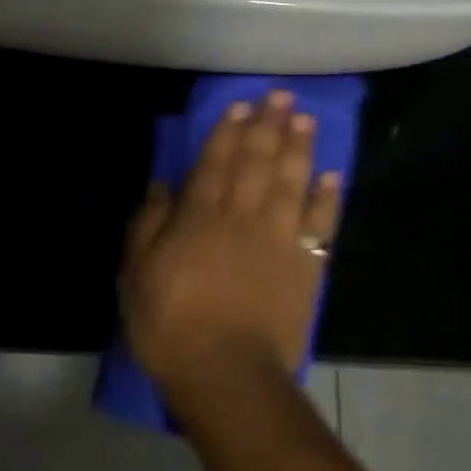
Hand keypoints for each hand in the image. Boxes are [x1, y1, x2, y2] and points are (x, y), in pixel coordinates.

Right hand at [120, 90, 343, 405]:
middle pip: (257, 162)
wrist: (227, 374)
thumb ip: (147, 224)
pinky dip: (328, 198)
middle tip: (281, 96)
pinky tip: (334, 174)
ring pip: (290, 182)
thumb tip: (162, 183)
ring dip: (299, 148)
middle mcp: (242, 216)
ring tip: (305, 119)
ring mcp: (278, 238)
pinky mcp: (305, 265)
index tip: (242, 105)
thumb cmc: (171, 326)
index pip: (215, 162)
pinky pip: (320, 224)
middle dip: (268, 125)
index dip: (228, 131)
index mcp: (200, 216)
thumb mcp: (136, 274)